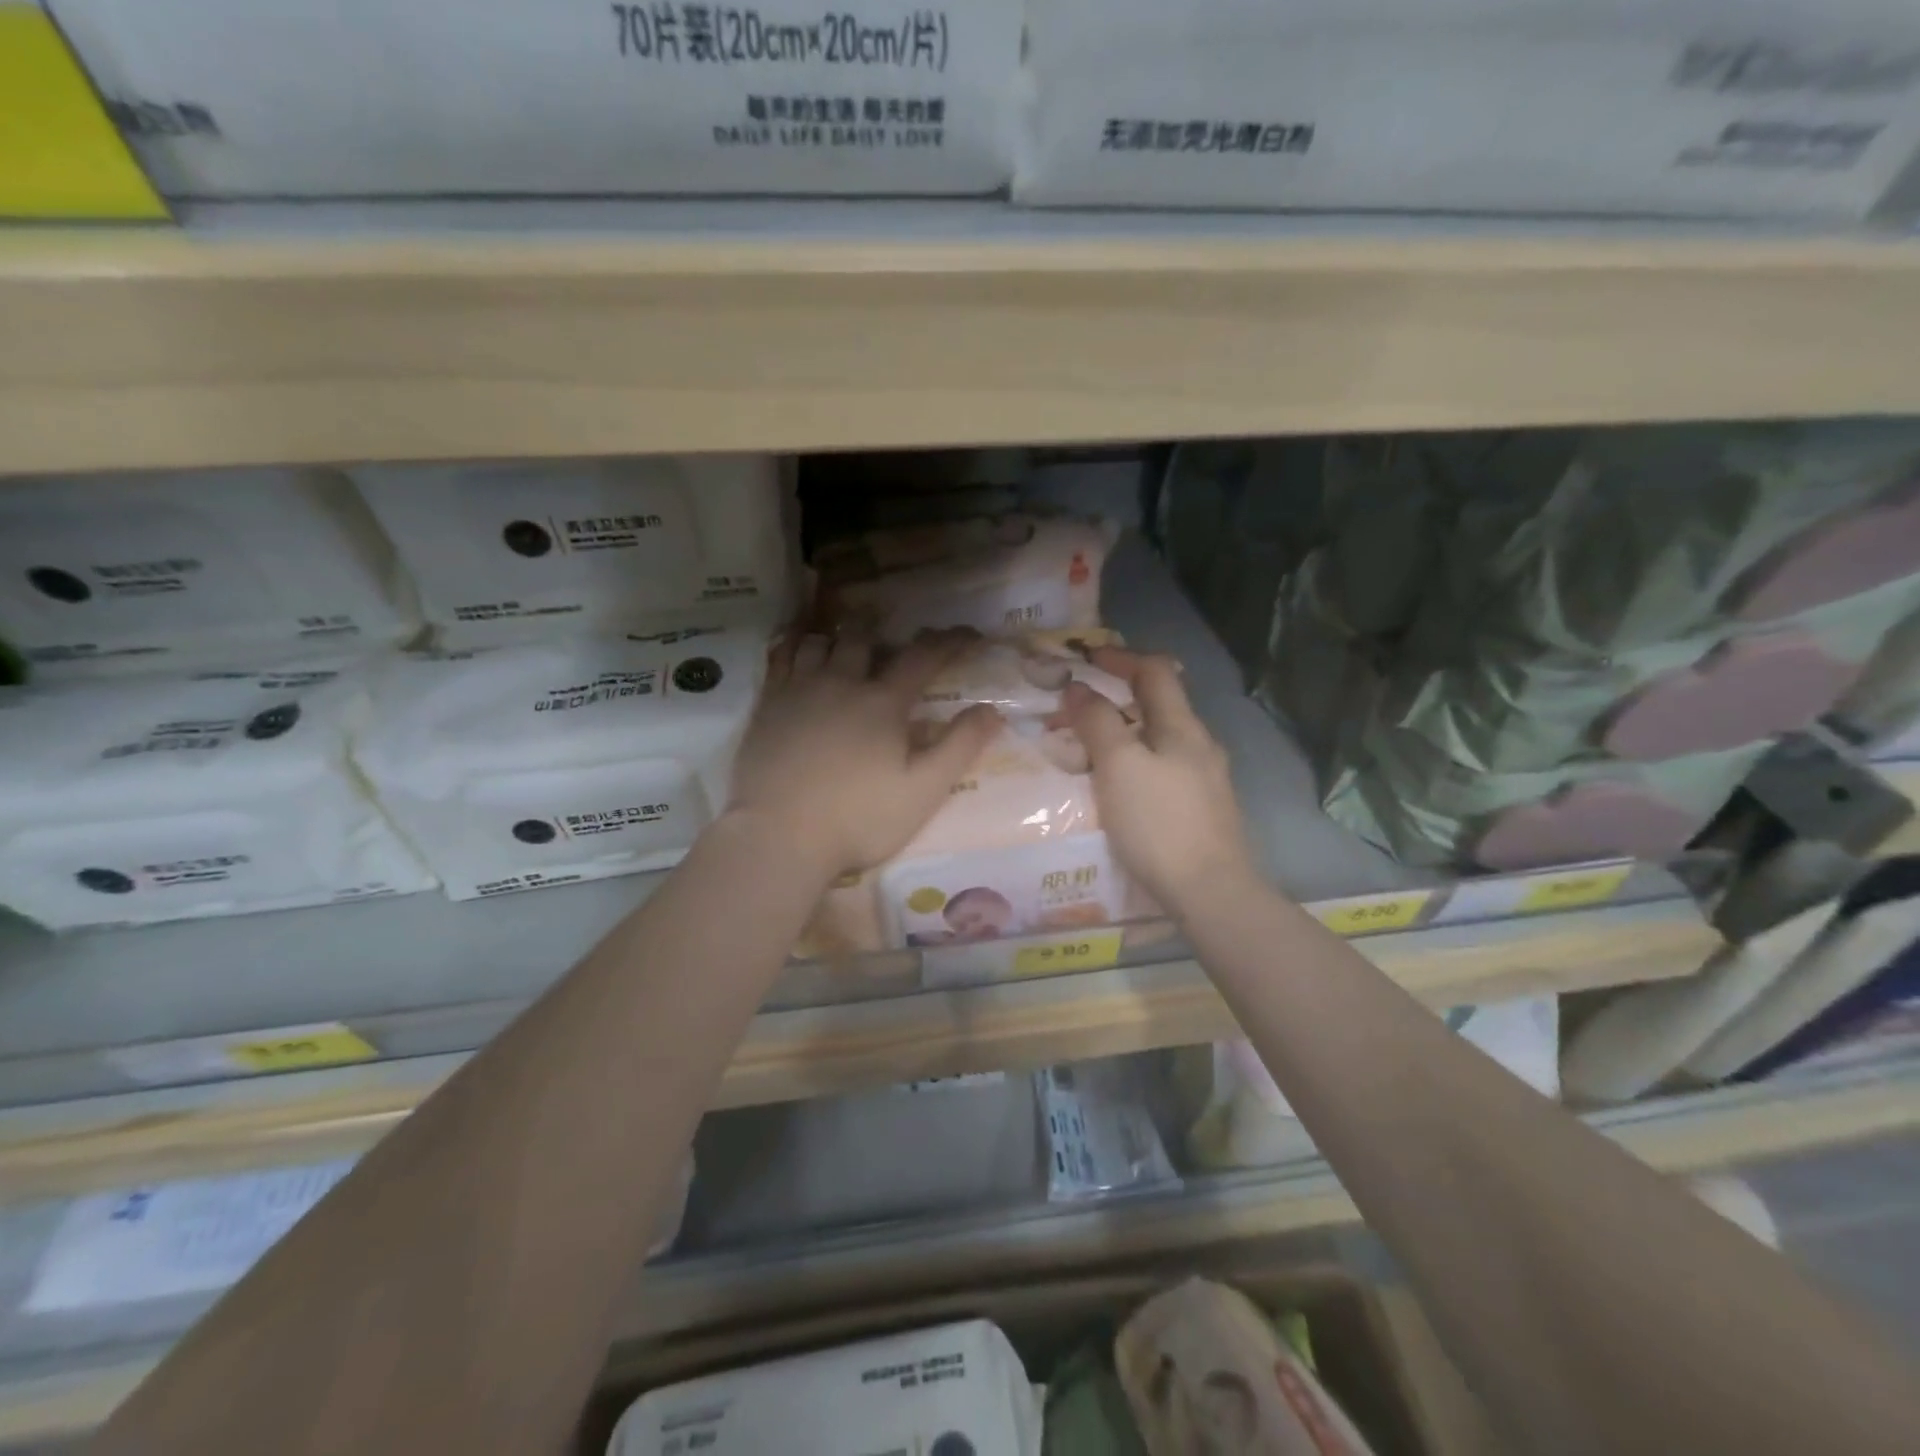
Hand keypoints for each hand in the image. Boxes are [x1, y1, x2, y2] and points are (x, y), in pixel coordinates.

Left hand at [727, 631, 1001, 881]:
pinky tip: (795, 650)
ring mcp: (798, 691)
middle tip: (893, 636)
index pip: (923, 657)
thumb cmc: (858, 819)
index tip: (969, 634)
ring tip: (844, 646)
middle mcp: (841, 684)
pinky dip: (793, 646)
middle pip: (863, 639)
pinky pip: (779, 658)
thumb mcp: (923, 790)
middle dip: (883, 631)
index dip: (950, 641)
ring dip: (837, 639)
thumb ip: (959, 747)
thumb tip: (992, 710)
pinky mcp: (767, 706)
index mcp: (883, 703)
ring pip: (818, 643)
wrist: (779, 836)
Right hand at [1061, 651, 1259, 914]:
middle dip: (1117, 699)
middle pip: (1158, 705)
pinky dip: (1134, 764)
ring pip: (1158, 740)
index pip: (1155, 671)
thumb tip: (1078, 689)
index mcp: (1183, 727)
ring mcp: (1204, 780)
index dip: (1120, 658)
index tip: (1086, 659)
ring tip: (1087, 751)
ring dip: (1124, 734)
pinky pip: (1161, 771)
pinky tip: (1116, 789)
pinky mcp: (1201, 810)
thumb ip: (1097, 723)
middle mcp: (1199, 746)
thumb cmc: (1160, 822)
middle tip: (1076, 710)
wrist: (1210, 892)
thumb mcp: (1119, 766)